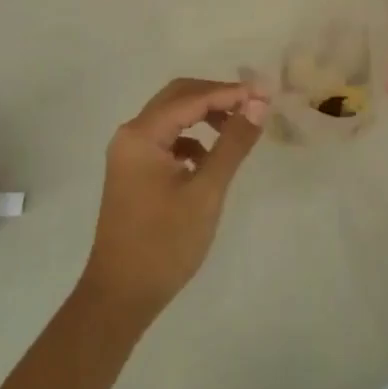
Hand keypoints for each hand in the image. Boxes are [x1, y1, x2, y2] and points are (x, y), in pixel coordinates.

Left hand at [80, 78, 266, 323]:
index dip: (230, 92)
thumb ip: (232, 143)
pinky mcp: (134, 172)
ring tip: (237, 128)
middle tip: (254, 104)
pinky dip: (192, 139)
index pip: (191, 98)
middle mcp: (131, 135)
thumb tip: (258, 104)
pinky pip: (167, 140)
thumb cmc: (164, 243)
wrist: (121, 296)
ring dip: (204, 115)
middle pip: (178, 98)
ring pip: (172, 117)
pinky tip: (209, 159)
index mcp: (142, 135)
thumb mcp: (206, 192)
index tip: (266, 94)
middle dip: (216, 96)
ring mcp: (129, 154)